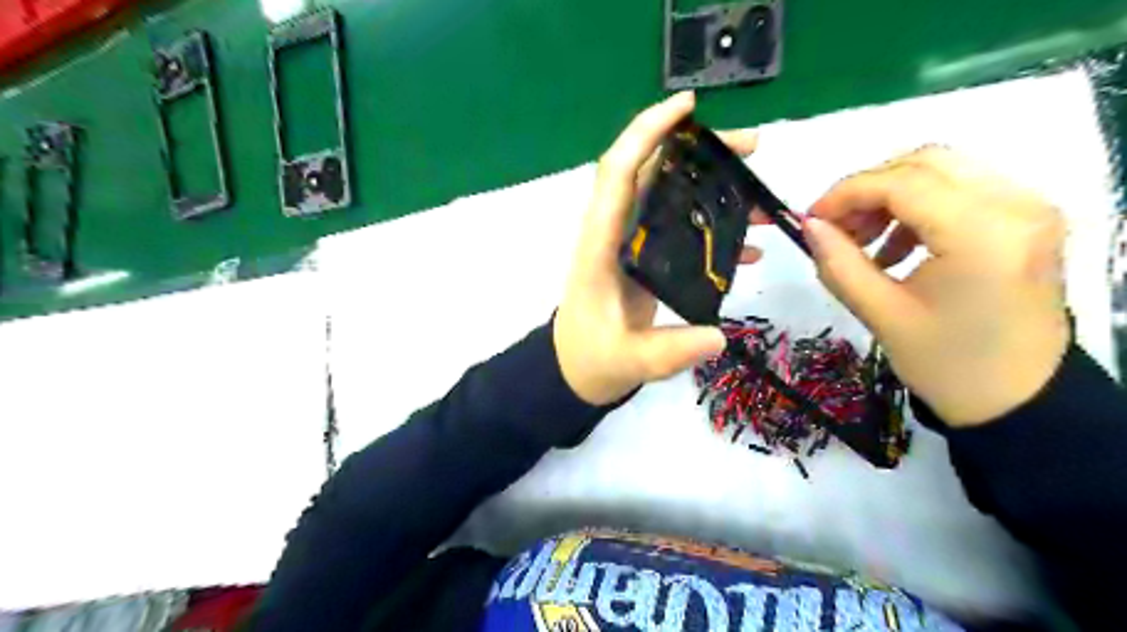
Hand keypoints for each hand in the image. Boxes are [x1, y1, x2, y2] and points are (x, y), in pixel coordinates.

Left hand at [553, 92, 754, 404]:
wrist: (576, 369)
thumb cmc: (590, 359)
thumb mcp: (627, 360)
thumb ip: (668, 351)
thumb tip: (719, 337)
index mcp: (601, 244)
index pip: (618, 173)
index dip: (646, 133)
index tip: (687, 107)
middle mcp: (615, 233)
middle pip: (652, 174)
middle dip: (698, 151)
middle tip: (751, 148)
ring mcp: (632, 245)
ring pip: (670, 197)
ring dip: (712, 187)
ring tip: (760, 194)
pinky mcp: (646, 259)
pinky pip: (680, 229)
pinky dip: (713, 227)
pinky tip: (749, 244)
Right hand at [806, 147, 1067, 426]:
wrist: (1018, 399)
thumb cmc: (947, 365)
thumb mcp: (880, 315)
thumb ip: (838, 263)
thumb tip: (808, 225)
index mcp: (983, 235)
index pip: (903, 183)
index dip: (846, 193)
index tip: (810, 219)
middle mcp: (1016, 206)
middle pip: (926, 162)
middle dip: (868, 188)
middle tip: (836, 227)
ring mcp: (1029, 208)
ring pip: (943, 171)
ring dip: (891, 196)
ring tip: (863, 240)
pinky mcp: (1026, 219)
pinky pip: (962, 190)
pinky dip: (918, 207)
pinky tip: (896, 246)